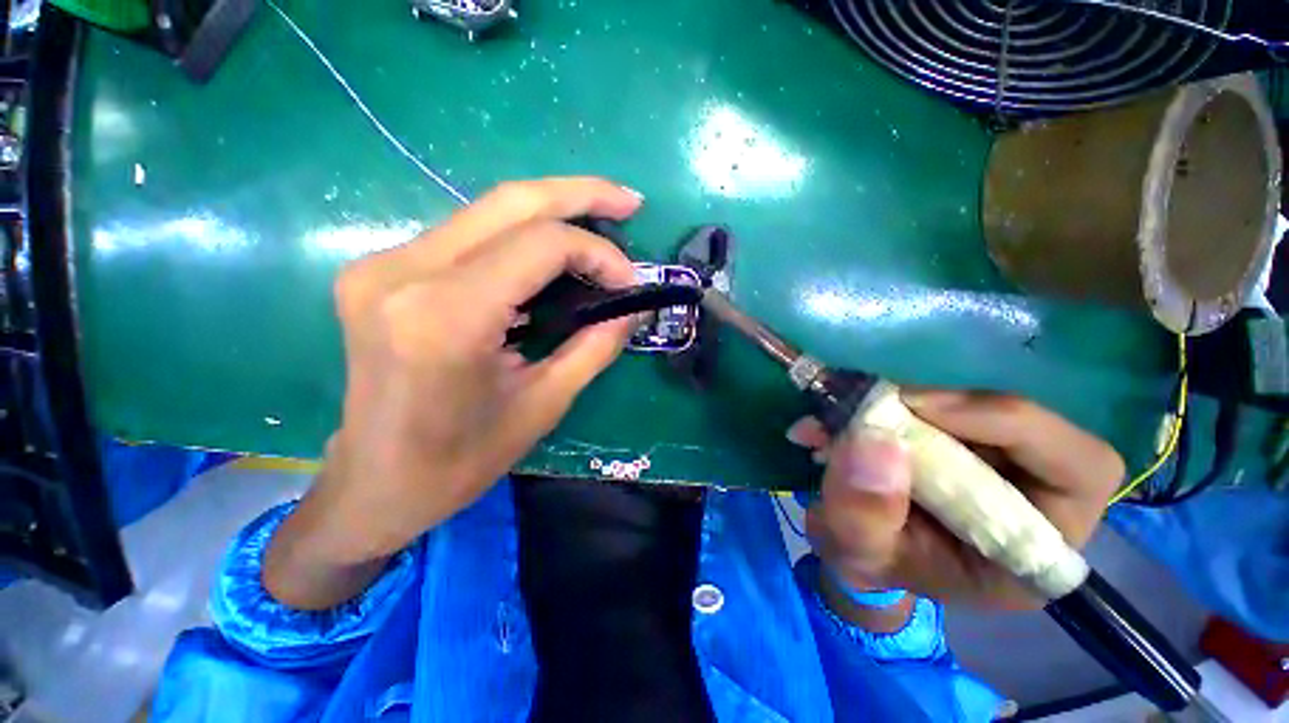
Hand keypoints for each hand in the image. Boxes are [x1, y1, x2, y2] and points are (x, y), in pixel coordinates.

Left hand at [264, 178, 641, 608]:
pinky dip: (518, 235)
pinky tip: (550, 251)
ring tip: (599, 220)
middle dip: (579, 193)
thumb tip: (632, 308)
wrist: (374, 483)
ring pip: (486, 210)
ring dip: (550, 211)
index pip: (539, 245)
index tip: (629, 280)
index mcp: (446, 317)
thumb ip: (595, 347)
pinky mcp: (381, 271)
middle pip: (509, 202)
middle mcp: (403, 272)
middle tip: (627, 202)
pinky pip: (466, 235)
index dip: (597, 252)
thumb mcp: (543, 405)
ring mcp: (383, 265)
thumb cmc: (460, 460)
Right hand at [788, 390, 1123, 610]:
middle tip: (875, 403)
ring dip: (905, 401)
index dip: (1011, 424)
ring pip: (974, 405)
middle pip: (1024, 424)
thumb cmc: (870, 562)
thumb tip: (876, 440)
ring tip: (845, 413)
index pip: (1079, 470)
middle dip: (944, 408)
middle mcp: (1033, 497)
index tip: (917, 408)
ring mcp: (998, 461)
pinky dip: (889, 400)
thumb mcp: (856, 552)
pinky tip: (846, 413)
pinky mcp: (962, 437)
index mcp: (1035, 549)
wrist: (856, 547)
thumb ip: (864, 513)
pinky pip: (938, 402)